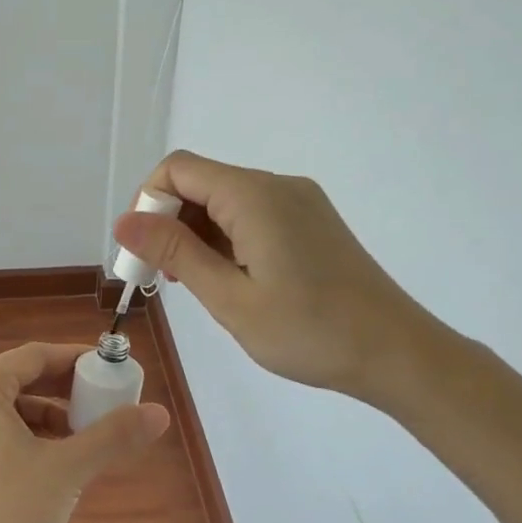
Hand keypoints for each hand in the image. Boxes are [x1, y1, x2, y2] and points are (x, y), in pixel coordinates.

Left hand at [0, 342, 169, 522]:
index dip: (77, 360)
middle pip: (19, 380)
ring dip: (47, 418)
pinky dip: (24, 438)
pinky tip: (52, 463)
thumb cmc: (10, 514)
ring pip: (5, 409)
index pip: (35, 356)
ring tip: (84, 440)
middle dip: (64, 392)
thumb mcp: (68, 469)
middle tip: (104, 405)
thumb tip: (160, 413)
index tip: (112, 371)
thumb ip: (113, 435)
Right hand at [113, 150, 445, 405]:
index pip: (178, 169)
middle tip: (160, 275)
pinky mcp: (311, 221)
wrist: (397, 353)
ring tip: (192, 283)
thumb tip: (124, 221)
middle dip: (169, 221)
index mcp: (254, 196)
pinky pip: (252, 214)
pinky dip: (225, 238)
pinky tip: (228, 279)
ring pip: (225, 201)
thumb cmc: (309, 331)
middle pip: (201, 182)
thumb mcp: (229, 298)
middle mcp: (277, 186)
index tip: (141, 251)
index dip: (147, 202)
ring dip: (196, 233)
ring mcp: (299, 202)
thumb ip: (176, 251)